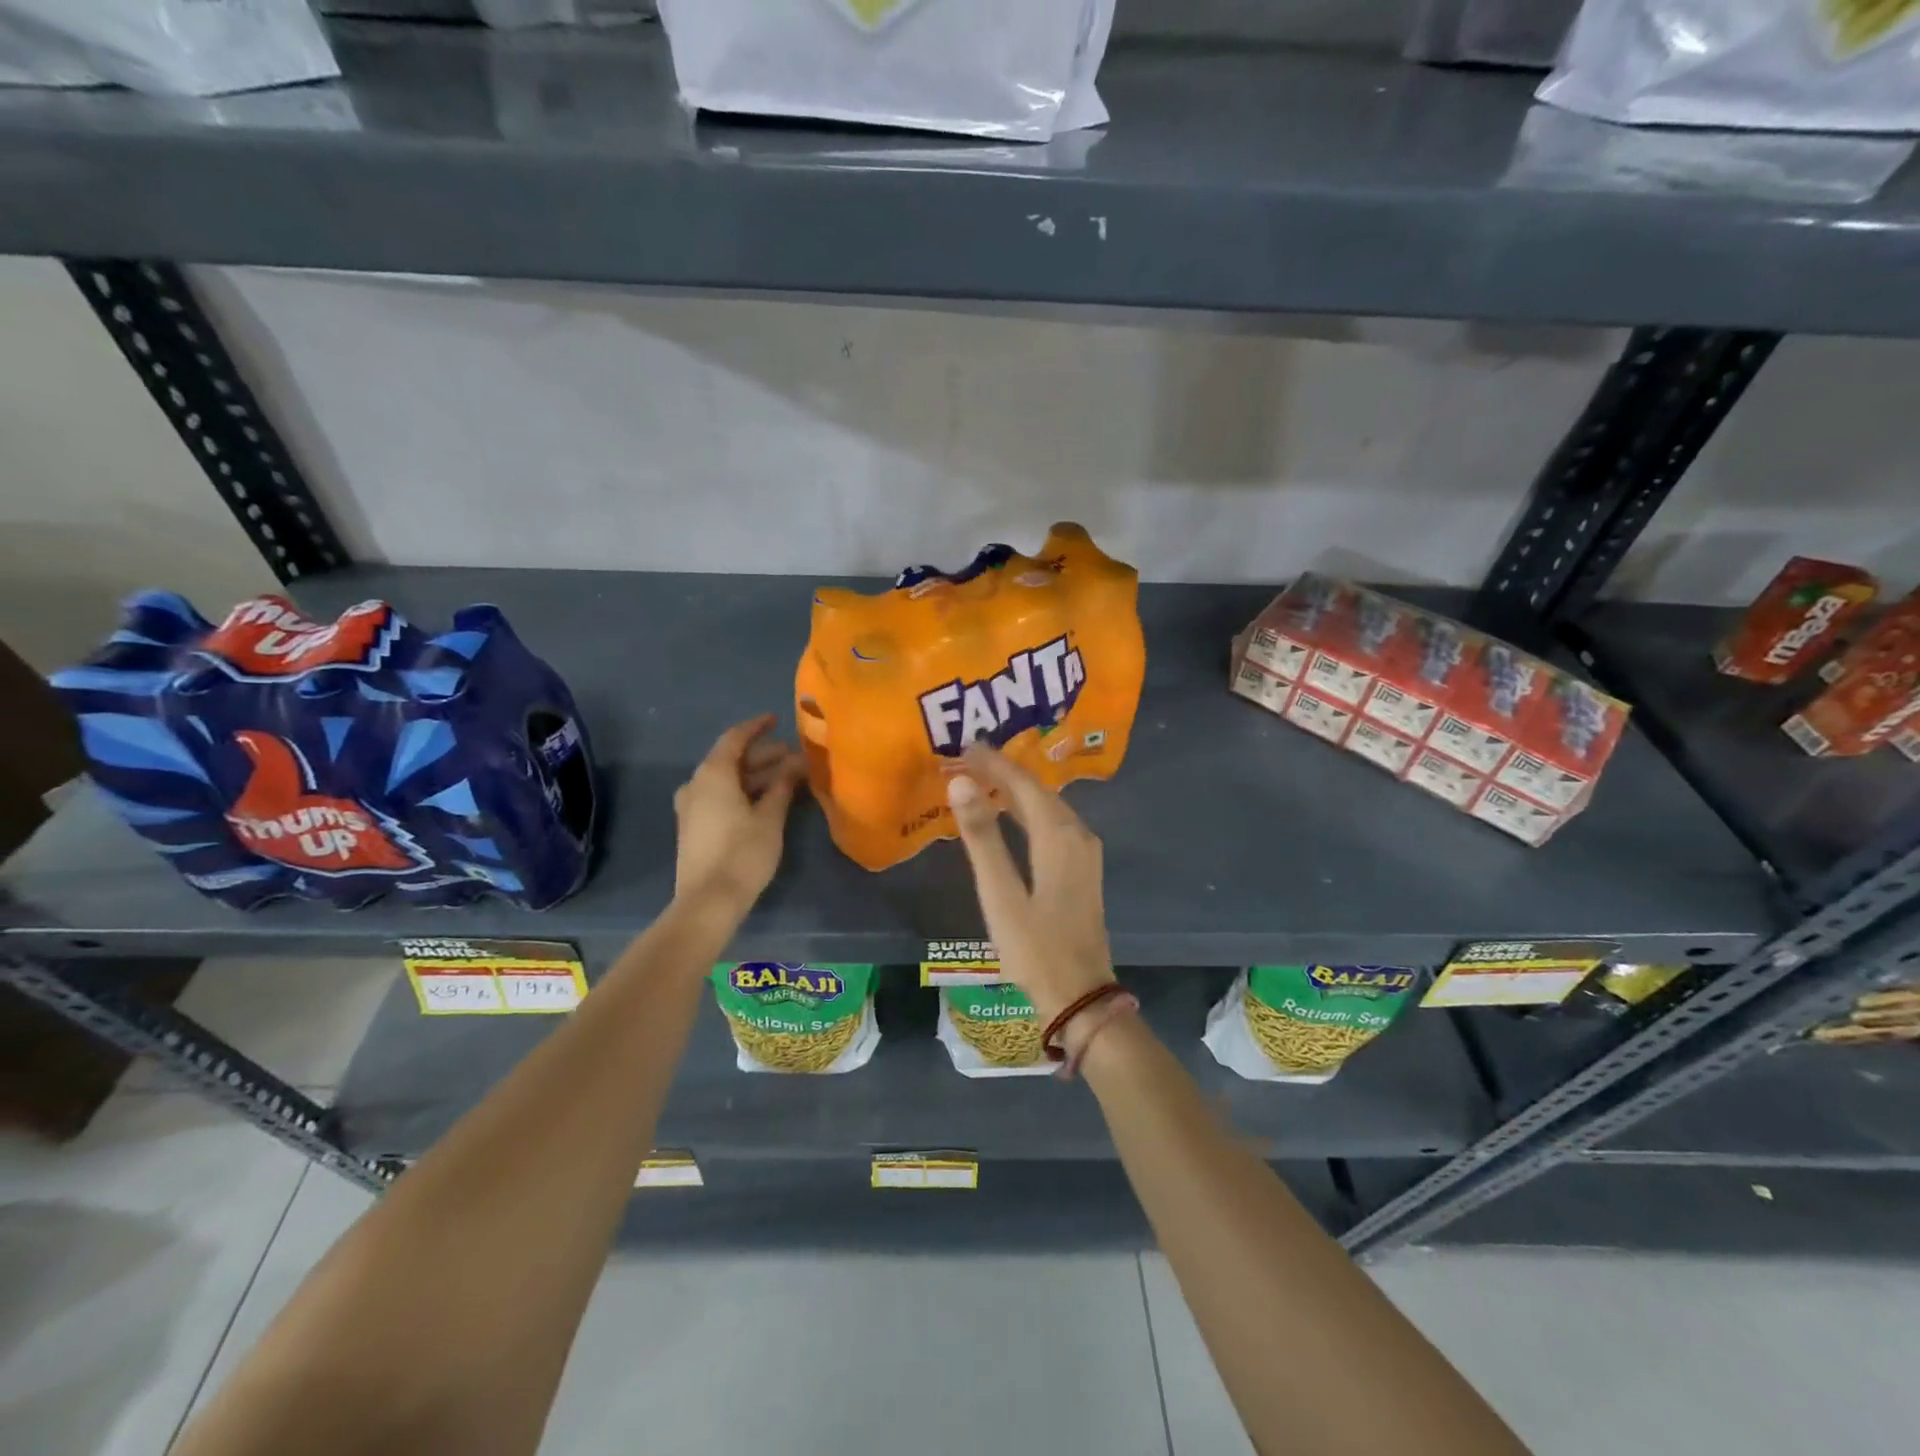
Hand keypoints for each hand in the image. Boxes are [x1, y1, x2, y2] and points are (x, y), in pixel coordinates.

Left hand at [673, 715, 805, 915]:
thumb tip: (796, 764)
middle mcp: (697, 784)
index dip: (757, 727)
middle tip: (794, 757)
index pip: (735, 738)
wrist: (708, 901)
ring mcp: (691, 807)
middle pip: (731, 760)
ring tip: (787, 779)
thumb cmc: (743, 853)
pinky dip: (743, 792)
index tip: (777, 719)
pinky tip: (766, 800)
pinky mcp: (694, 827)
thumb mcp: (770, 817)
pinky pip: (720, 796)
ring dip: (755, 776)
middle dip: (763, 756)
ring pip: (726, 780)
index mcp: (713, 774)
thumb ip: (782, 786)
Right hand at [945, 744, 1115, 1023]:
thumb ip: (981, 837)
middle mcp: (1078, 834)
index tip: (964, 745)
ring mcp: (1086, 852)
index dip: (994, 762)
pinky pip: (1055, 823)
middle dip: (1004, 771)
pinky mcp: (1084, 869)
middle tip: (967, 758)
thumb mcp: (1000, 894)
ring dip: (1017, 789)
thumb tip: (961, 781)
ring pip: (1049, 806)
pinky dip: (1029, 810)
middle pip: (1039, 790)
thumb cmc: (1035, 948)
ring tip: (984, 778)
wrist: (1080, 996)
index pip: (1023, 783)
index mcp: (1058, 835)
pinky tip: (1012, 814)